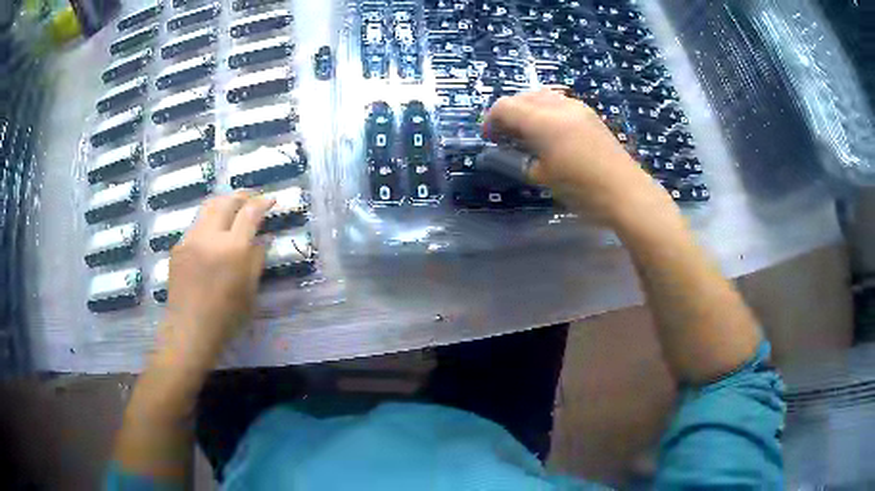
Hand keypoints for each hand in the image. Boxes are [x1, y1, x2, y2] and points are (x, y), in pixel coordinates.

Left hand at [160, 191, 274, 367]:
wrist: (189, 330)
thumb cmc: (226, 316)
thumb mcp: (250, 290)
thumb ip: (256, 259)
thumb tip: (262, 239)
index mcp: (233, 249)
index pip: (250, 213)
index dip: (263, 202)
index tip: (271, 199)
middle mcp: (210, 236)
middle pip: (226, 201)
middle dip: (242, 195)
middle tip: (251, 198)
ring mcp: (190, 239)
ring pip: (207, 208)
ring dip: (223, 204)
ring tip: (232, 210)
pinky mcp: (178, 246)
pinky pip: (196, 225)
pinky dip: (209, 222)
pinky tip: (212, 237)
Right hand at [484, 89, 670, 223]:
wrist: (626, 192)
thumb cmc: (582, 190)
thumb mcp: (543, 178)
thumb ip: (518, 160)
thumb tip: (505, 152)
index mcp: (543, 121)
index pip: (505, 107)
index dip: (490, 121)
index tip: (489, 139)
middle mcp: (559, 106)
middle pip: (523, 96)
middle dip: (508, 113)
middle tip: (505, 136)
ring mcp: (577, 107)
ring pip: (542, 95)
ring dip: (527, 108)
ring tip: (526, 132)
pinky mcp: (590, 114)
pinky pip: (559, 102)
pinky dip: (545, 110)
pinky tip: (549, 131)